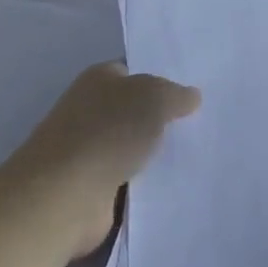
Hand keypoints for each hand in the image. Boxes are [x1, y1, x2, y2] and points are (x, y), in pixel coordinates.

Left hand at [9, 62, 200, 257]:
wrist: (65, 195)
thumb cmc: (108, 131)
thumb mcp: (154, 97)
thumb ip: (175, 94)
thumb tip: (192, 96)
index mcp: (99, 79)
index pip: (133, 71)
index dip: (161, 78)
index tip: (192, 92)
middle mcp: (90, 111)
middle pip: (134, 109)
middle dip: (161, 117)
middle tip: (202, 122)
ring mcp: (88, 151)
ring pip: (133, 146)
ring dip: (155, 153)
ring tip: (198, 154)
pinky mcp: (92, 189)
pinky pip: (129, 180)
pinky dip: (146, 184)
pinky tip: (176, 184)